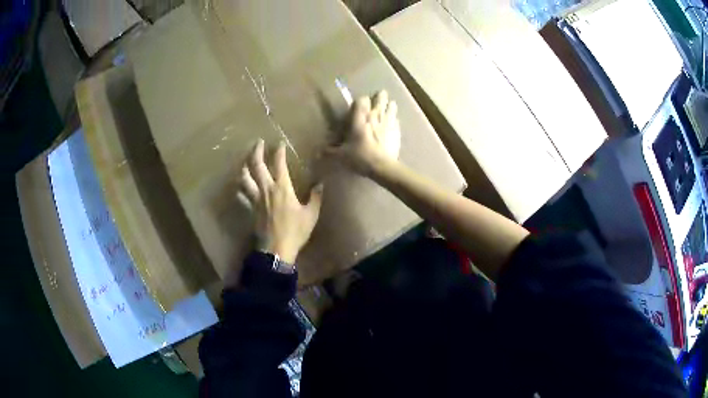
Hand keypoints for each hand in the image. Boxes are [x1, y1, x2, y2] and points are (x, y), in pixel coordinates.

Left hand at [239, 139, 323, 264]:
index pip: (279, 164)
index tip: (279, 143)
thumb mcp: (311, 215)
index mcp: (282, 188)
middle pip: (257, 165)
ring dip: (244, 167)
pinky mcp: (250, 209)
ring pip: (245, 178)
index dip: (279, 151)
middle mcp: (266, 189)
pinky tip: (240, 187)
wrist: (276, 249)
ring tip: (245, 161)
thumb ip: (315, 197)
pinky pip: (242, 196)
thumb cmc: (295, 231)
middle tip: (258, 142)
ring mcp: (255, 199)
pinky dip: (241, 189)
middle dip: (256, 151)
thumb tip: (320, 184)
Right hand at [326, 90, 400, 176]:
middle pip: (380, 98)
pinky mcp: (397, 130)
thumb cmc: (360, 157)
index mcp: (360, 118)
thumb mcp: (342, 156)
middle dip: (379, 97)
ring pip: (391, 106)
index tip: (359, 104)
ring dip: (389, 105)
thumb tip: (320, 151)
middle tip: (377, 98)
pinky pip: (396, 119)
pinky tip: (393, 122)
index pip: (362, 100)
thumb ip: (331, 151)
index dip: (361, 100)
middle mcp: (375, 116)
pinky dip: (394, 119)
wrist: (383, 167)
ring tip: (388, 106)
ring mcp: (389, 122)